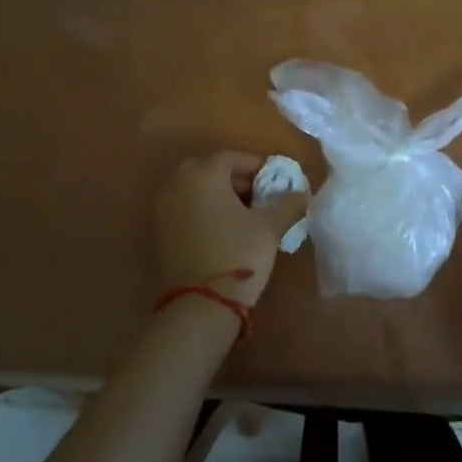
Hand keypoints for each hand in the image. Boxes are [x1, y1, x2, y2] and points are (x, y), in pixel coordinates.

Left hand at [155, 151, 307, 307]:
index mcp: (203, 174)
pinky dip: (203, 210)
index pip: (231, 157)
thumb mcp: (270, 227)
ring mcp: (163, 208)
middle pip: (209, 170)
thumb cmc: (238, 253)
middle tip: (258, 196)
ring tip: (244, 215)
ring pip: (195, 189)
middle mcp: (177, 184)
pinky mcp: (159, 231)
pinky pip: (184, 208)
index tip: (274, 182)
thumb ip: (288, 204)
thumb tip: (302, 193)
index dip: (255, 166)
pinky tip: (223, 230)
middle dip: (235, 179)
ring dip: (218, 194)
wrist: (201, 304)